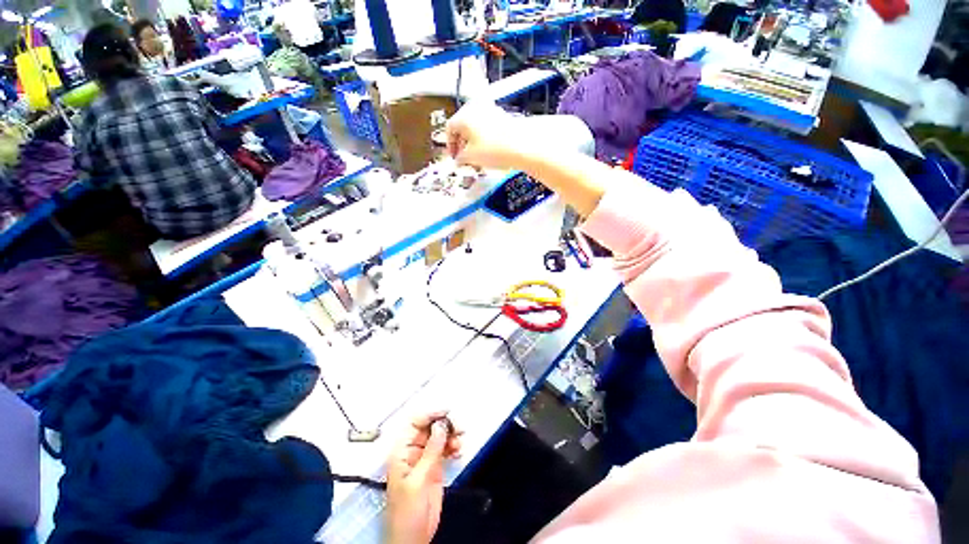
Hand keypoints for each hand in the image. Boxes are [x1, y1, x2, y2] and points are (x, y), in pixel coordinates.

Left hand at [385, 412, 462, 543]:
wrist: (412, 539)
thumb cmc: (405, 514)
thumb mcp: (417, 481)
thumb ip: (430, 453)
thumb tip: (440, 427)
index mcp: (402, 452)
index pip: (414, 423)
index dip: (429, 415)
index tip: (446, 414)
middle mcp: (413, 452)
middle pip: (430, 428)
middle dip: (445, 425)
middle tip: (458, 429)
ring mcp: (425, 459)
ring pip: (440, 437)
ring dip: (451, 436)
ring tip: (460, 441)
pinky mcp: (435, 468)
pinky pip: (445, 450)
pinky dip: (453, 447)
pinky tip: (458, 450)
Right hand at [446, 102, 537, 170]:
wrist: (522, 146)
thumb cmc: (496, 149)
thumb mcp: (472, 157)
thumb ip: (460, 158)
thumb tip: (459, 159)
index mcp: (464, 115)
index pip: (450, 128)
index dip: (450, 145)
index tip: (454, 156)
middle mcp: (476, 108)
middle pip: (462, 125)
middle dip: (462, 143)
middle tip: (463, 157)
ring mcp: (491, 110)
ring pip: (475, 125)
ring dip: (473, 141)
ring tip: (477, 156)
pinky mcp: (502, 116)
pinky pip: (487, 126)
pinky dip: (484, 137)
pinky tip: (489, 150)